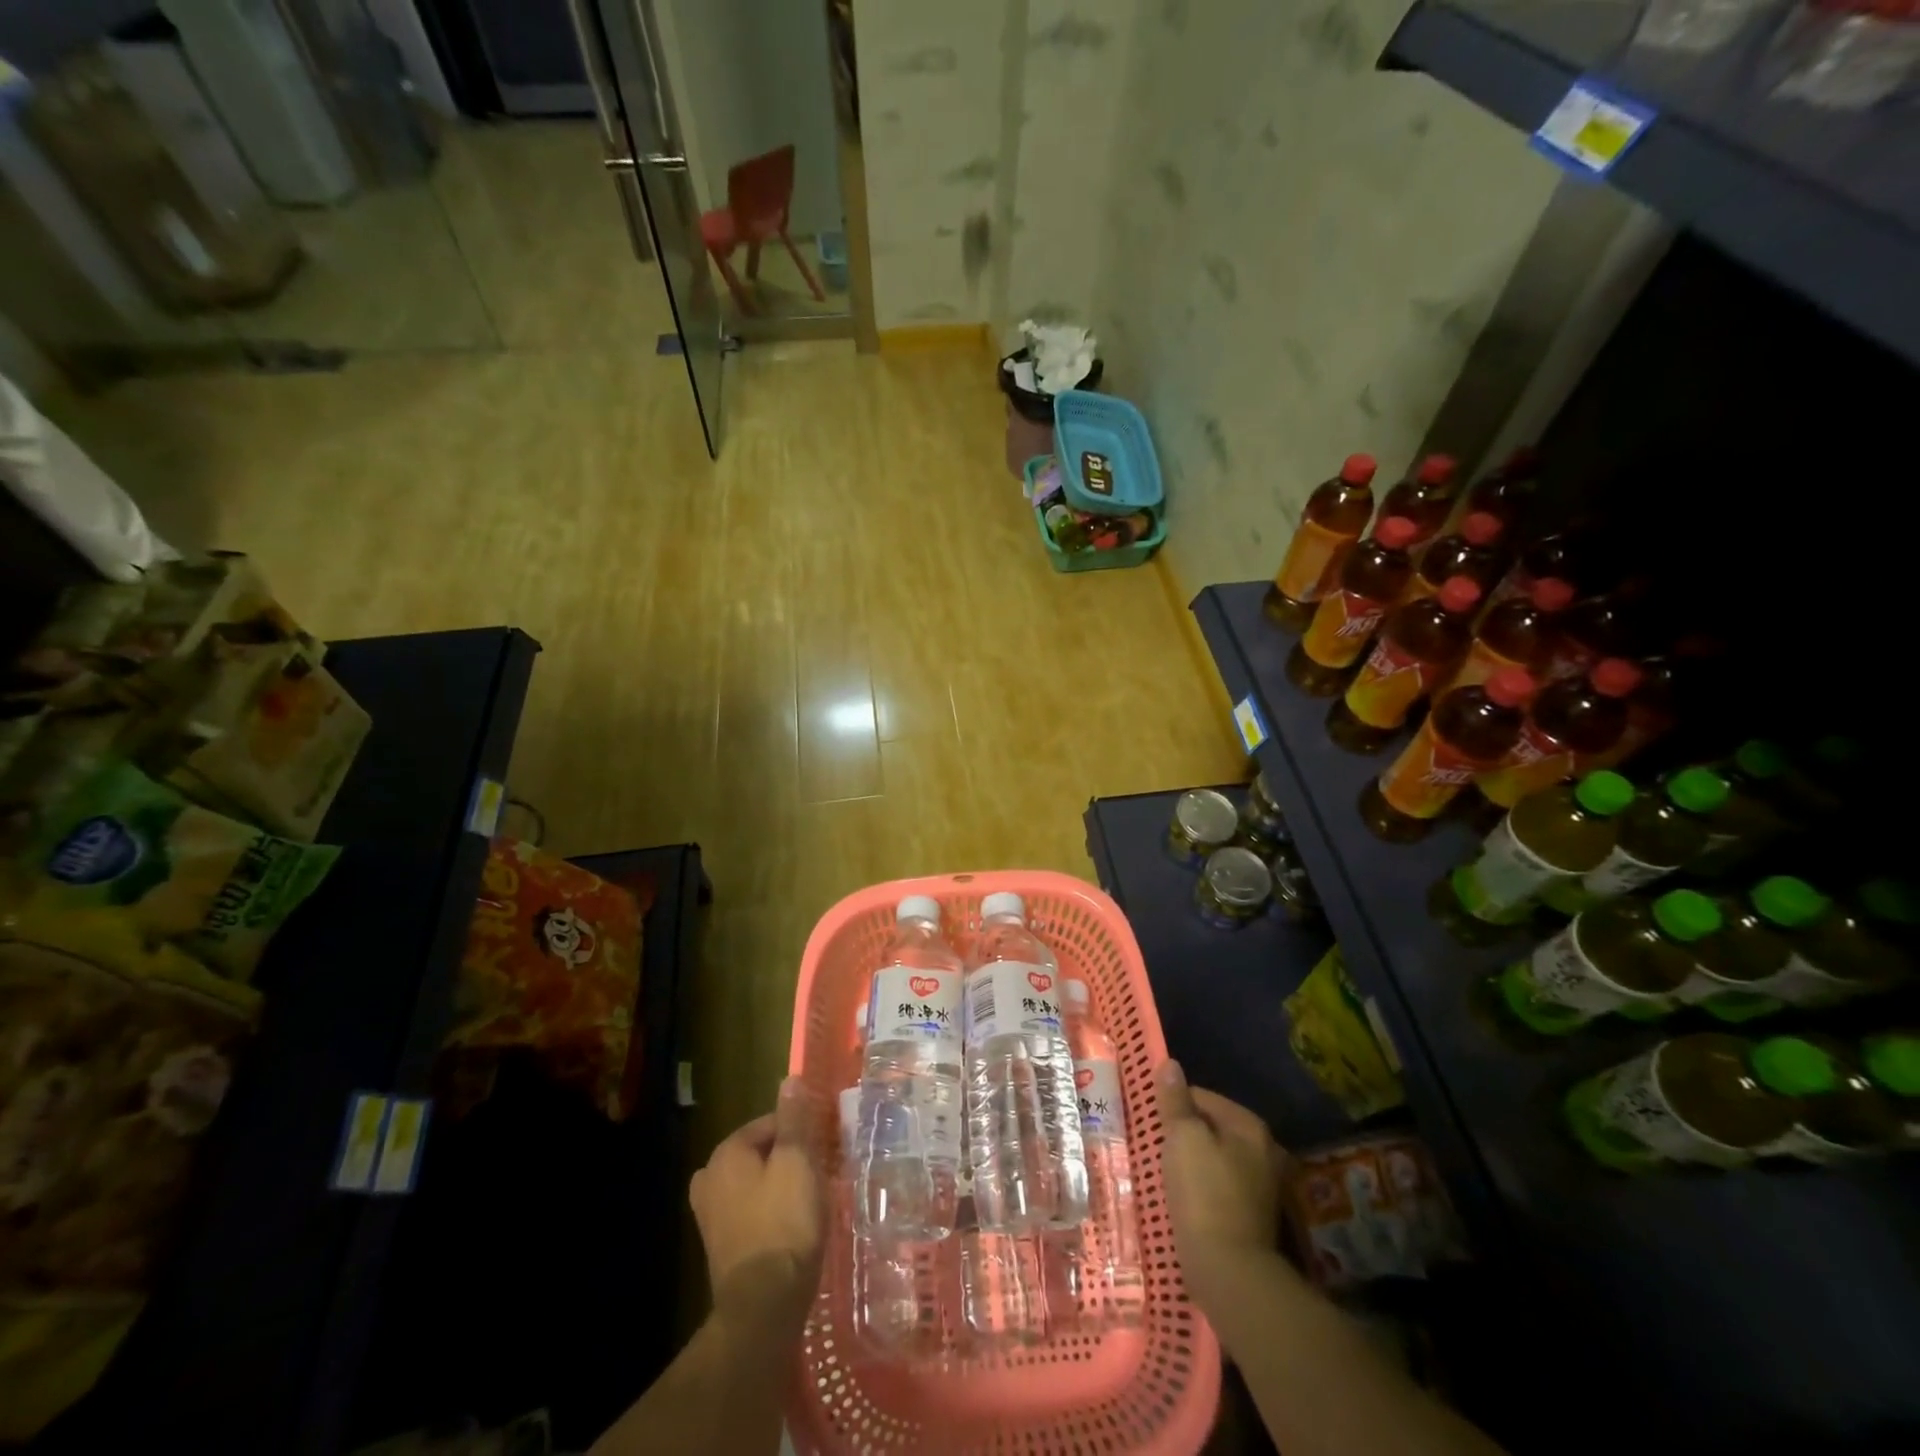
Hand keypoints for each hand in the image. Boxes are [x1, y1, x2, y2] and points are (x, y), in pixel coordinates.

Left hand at [689, 1077, 823, 1336]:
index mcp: (726, 1153)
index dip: (802, 1131)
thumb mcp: (798, 1162)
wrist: (763, 1308)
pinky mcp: (720, 1246)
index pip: (771, 1123)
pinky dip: (772, 1211)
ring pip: (757, 1182)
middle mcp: (709, 1178)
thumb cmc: (784, 1224)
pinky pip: (752, 1211)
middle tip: (822, 1172)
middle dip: (791, 1158)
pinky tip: (795, 1226)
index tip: (827, 1146)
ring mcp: (710, 1215)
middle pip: (762, 1152)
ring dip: (783, 1185)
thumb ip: (794, 1120)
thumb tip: (789, 1080)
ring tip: (813, 1199)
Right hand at [1155, 1060, 1286, 1309]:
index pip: (1203, 1096)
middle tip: (1155, 1146)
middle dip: (1184, 1134)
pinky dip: (1201, 1186)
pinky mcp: (1252, 1216)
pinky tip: (1182, 1197)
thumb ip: (1176, 1100)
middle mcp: (1264, 1151)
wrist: (1228, 1272)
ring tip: (1164, 1171)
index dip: (1174, 1105)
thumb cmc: (1204, 1194)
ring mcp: (1262, 1186)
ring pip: (1215, 1157)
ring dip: (1191, 1161)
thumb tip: (1170, 1063)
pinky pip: (1218, 1185)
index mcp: (1250, 1127)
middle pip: (1211, 1127)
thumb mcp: (1182, 1137)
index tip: (1152, 1122)